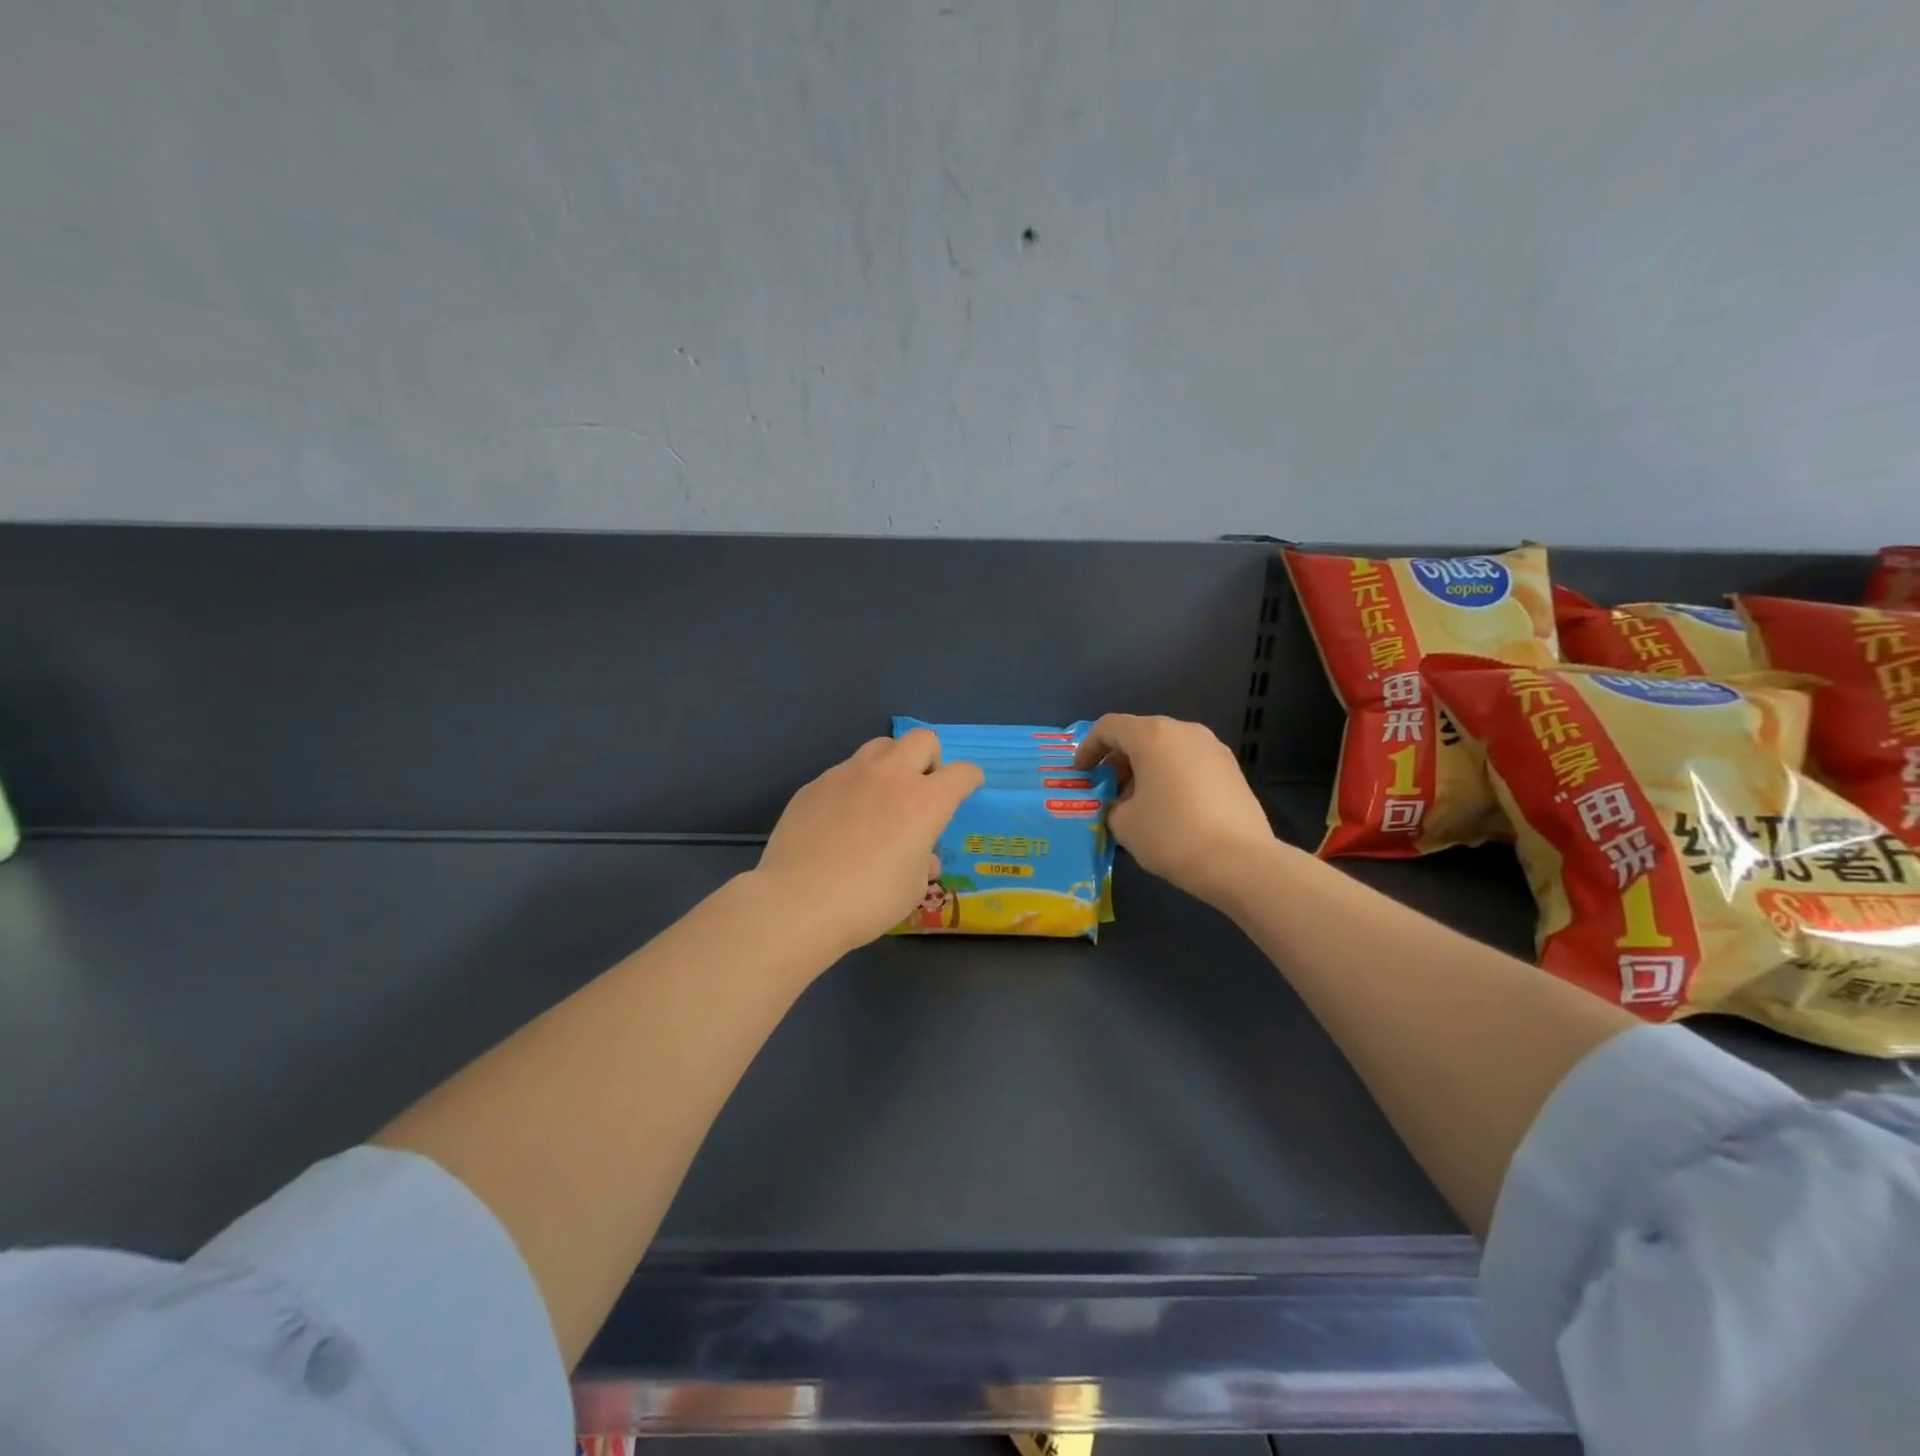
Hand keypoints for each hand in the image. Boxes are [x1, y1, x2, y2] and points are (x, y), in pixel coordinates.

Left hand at [752, 730, 984, 955]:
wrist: (798, 902)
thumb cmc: (867, 901)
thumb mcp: (911, 888)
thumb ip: (922, 863)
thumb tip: (924, 858)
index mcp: (924, 802)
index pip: (961, 773)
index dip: (970, 779)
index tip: (967, 788)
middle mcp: (890, 776)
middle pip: (922, 740)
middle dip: (931, 758)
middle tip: (922, 787)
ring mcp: (849, 774)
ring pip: (880, 746)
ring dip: (892, 763)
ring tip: (882, 795)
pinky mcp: (816, 783)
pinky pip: (845, 771)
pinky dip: (855, 785)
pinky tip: (842, 817)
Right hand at [1074, 714, 1275, 906]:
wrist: (1240, 862)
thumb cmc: (1171, 835)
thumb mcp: (1123, 824)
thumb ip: (1112, 805)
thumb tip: (1121, 804)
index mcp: (1152, 736)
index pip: (1108, 727)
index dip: (1088, 748)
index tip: (1080, 775)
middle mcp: (1184, 731)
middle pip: (1140, 734)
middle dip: (1118, 760)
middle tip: (1107, 791)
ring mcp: (1213, 748)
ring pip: (1167, 748)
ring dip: (1145, 769)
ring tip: (1137, 803)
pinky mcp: (1232, 770)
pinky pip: (1189, 763)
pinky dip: (1170, 776)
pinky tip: (1168, 808)